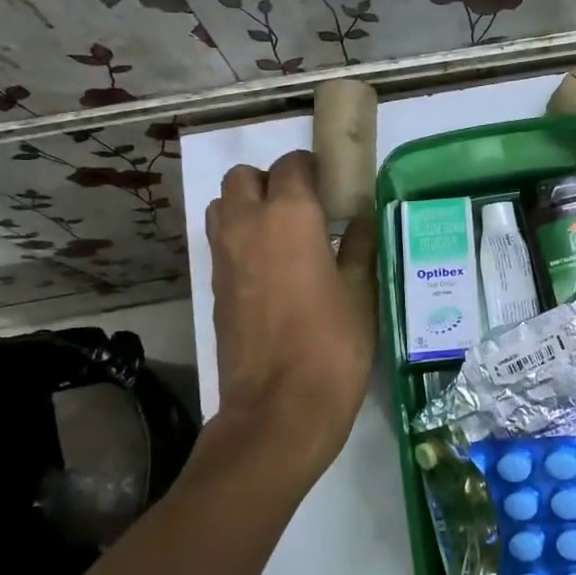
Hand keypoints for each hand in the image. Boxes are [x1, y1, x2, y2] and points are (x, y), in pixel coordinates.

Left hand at [206, 150, 377, 477]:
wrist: (280, 409)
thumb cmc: (333, 343)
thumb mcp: (362, 290)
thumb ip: (359, 245)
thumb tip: (360, 219)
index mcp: (288, 215)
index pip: (292, 165)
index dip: (313, 169)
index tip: (334, 186)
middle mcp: (247, 224)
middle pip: (244, 177)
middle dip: (271, 181)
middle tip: (305, 208)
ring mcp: (223, 256)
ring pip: (223, 206)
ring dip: (248, 207)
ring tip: (284, 235)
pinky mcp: (214, 287)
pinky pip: (222, 242)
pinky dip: (241, 240)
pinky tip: (274, 269)